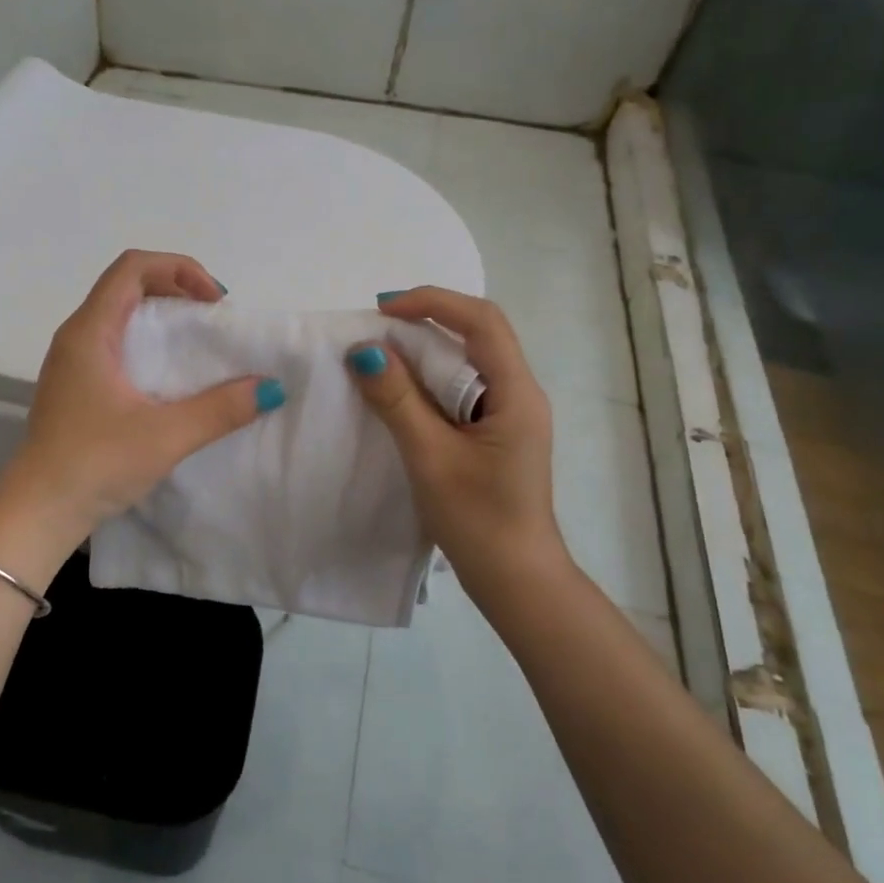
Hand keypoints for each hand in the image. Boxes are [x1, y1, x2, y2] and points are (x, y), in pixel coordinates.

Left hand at [0, 250, 279, 543]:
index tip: (214, 302)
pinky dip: (149, 345)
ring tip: (198, 347)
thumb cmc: (95, 464)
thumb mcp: (166, 436)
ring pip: (121, 316)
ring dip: (162, 319)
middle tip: (214, 321)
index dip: (179, 269)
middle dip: (176, 290)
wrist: (38, 512)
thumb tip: (270, 388)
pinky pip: (116, 345)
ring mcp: (72, 363)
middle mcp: (76, 337)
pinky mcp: (75, 388)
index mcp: (90, 331)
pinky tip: (170, 379)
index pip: (133, 267)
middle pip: (128, 286)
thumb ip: (221, 409)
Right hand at [347, 287, 572, 620]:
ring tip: (379, 358)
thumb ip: (398, 401)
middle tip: (374, 331)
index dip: (432, 302)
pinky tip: (400, 395)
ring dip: (424, 352)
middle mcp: (519, 394)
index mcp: (516, 393)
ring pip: (467, 362)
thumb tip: (364, 351)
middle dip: (425, 322)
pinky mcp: (494, 434)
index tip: (382, 309)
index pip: (481, 321)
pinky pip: (460, 390)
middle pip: (476, 334)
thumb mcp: (430, 456)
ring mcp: (509, 415)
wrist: (516, 580)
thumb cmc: (478, 519)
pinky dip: (428, 381)